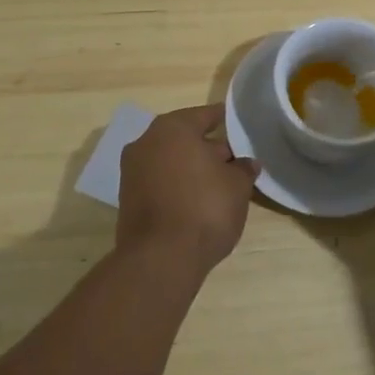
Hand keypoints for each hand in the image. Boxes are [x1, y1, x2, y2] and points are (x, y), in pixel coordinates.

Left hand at [116, 104, 258, 277]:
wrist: (160, 259)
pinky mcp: (128, 199)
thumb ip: (243, 168)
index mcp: (173, 128)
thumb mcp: (237, 186)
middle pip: (185, 138)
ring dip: (192, 169)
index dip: (226, 122)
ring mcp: (133, 171)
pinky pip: (160, 183)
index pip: (206, 115)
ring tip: (219, 185)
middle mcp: (147, 142)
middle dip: (209, 148)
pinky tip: (197, 202)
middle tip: (234, 162)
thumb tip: (246, 164)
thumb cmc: (204, 208)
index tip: (241, 128)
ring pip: (171, 161)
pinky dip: (177, 186)